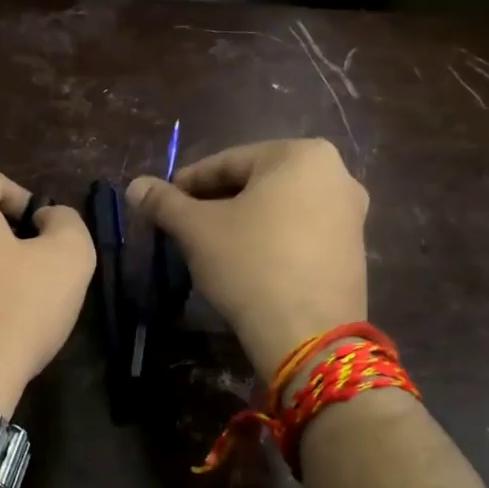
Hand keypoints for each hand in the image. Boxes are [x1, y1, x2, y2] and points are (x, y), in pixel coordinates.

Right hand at [127, 139, 367, 373]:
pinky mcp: (353, 249)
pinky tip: (247, 262)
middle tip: (184, 224)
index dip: (188, 182)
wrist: (308, 333)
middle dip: (217, 202)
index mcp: (301, 155)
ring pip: (279, 208)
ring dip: (243, 220)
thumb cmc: (250, 265)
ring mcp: (351, 213)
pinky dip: (271, 239)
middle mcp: (335, 174)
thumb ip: (164, 202)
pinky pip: (300, 231)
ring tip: (211, 244)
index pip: (228, 162)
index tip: (163, 201)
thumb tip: (135, 186)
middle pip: (257, 182)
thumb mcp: (197, 230)